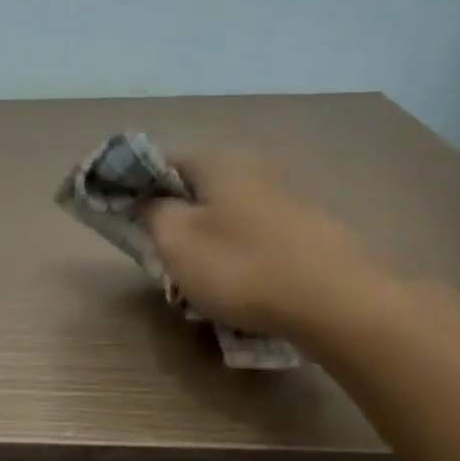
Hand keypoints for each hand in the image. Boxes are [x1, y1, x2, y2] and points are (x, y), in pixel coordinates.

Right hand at [142, 149, 390, 341]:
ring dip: (206, 238)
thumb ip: (153, 213)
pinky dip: (238, 251)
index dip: (136, 184)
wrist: (336, 301)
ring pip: (227, 212)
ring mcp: (286, 196)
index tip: (124, 215)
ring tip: (197, 276)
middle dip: (174, 216)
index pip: (162, 158)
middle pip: (197, 186)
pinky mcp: (307, 227)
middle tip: (160, 253)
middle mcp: (254, 167)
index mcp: (218, 162)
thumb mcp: (177, 242)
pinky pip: (255, 233)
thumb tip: (149, 199)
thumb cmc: (242, 266)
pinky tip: (239, 282)